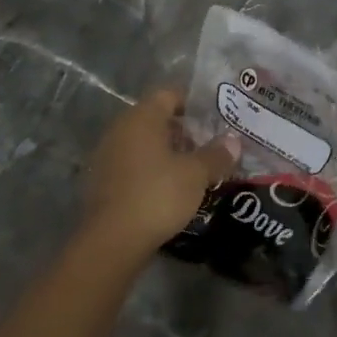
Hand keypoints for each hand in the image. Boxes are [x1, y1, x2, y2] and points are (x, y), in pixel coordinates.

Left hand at [81, 90, 238, 260]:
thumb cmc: (157, 195)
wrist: (112, 242)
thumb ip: (216, 154)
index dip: (194, 103)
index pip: (169, 94)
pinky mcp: (103, 183)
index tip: (215, 117)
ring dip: (169, 153)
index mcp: (142, 118)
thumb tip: (233, 141)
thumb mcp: (196, 174)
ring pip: (145, 144)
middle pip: (157, 119)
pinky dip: (153, 170)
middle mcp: (121, 130)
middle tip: (211, 145)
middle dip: (185, 131)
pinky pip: (134, 165)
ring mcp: (108, 156)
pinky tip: (172, 189)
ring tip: (196, 169)